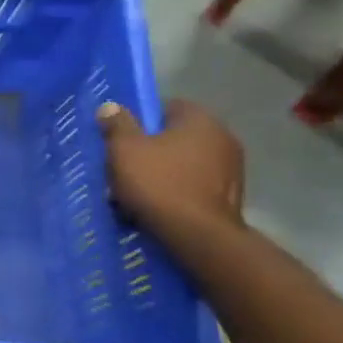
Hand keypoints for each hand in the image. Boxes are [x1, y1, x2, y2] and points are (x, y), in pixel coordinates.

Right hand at [96, 99, 243, 234]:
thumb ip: (117, 124)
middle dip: (149, 149)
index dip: (139, 121)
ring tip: (135, 192)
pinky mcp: (230, 196)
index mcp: (200, 120)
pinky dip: (175, 192)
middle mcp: (223, 138)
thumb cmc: (158, 183)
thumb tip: (111, 105)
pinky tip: (156, 207)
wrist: (197, 236)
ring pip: (183, 163)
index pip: (166, 106)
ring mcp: (231, 169)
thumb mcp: (124, 149)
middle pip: (174, 137)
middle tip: (123, 166)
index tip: (120, 139)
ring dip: (161, 172)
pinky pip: (193, 185)